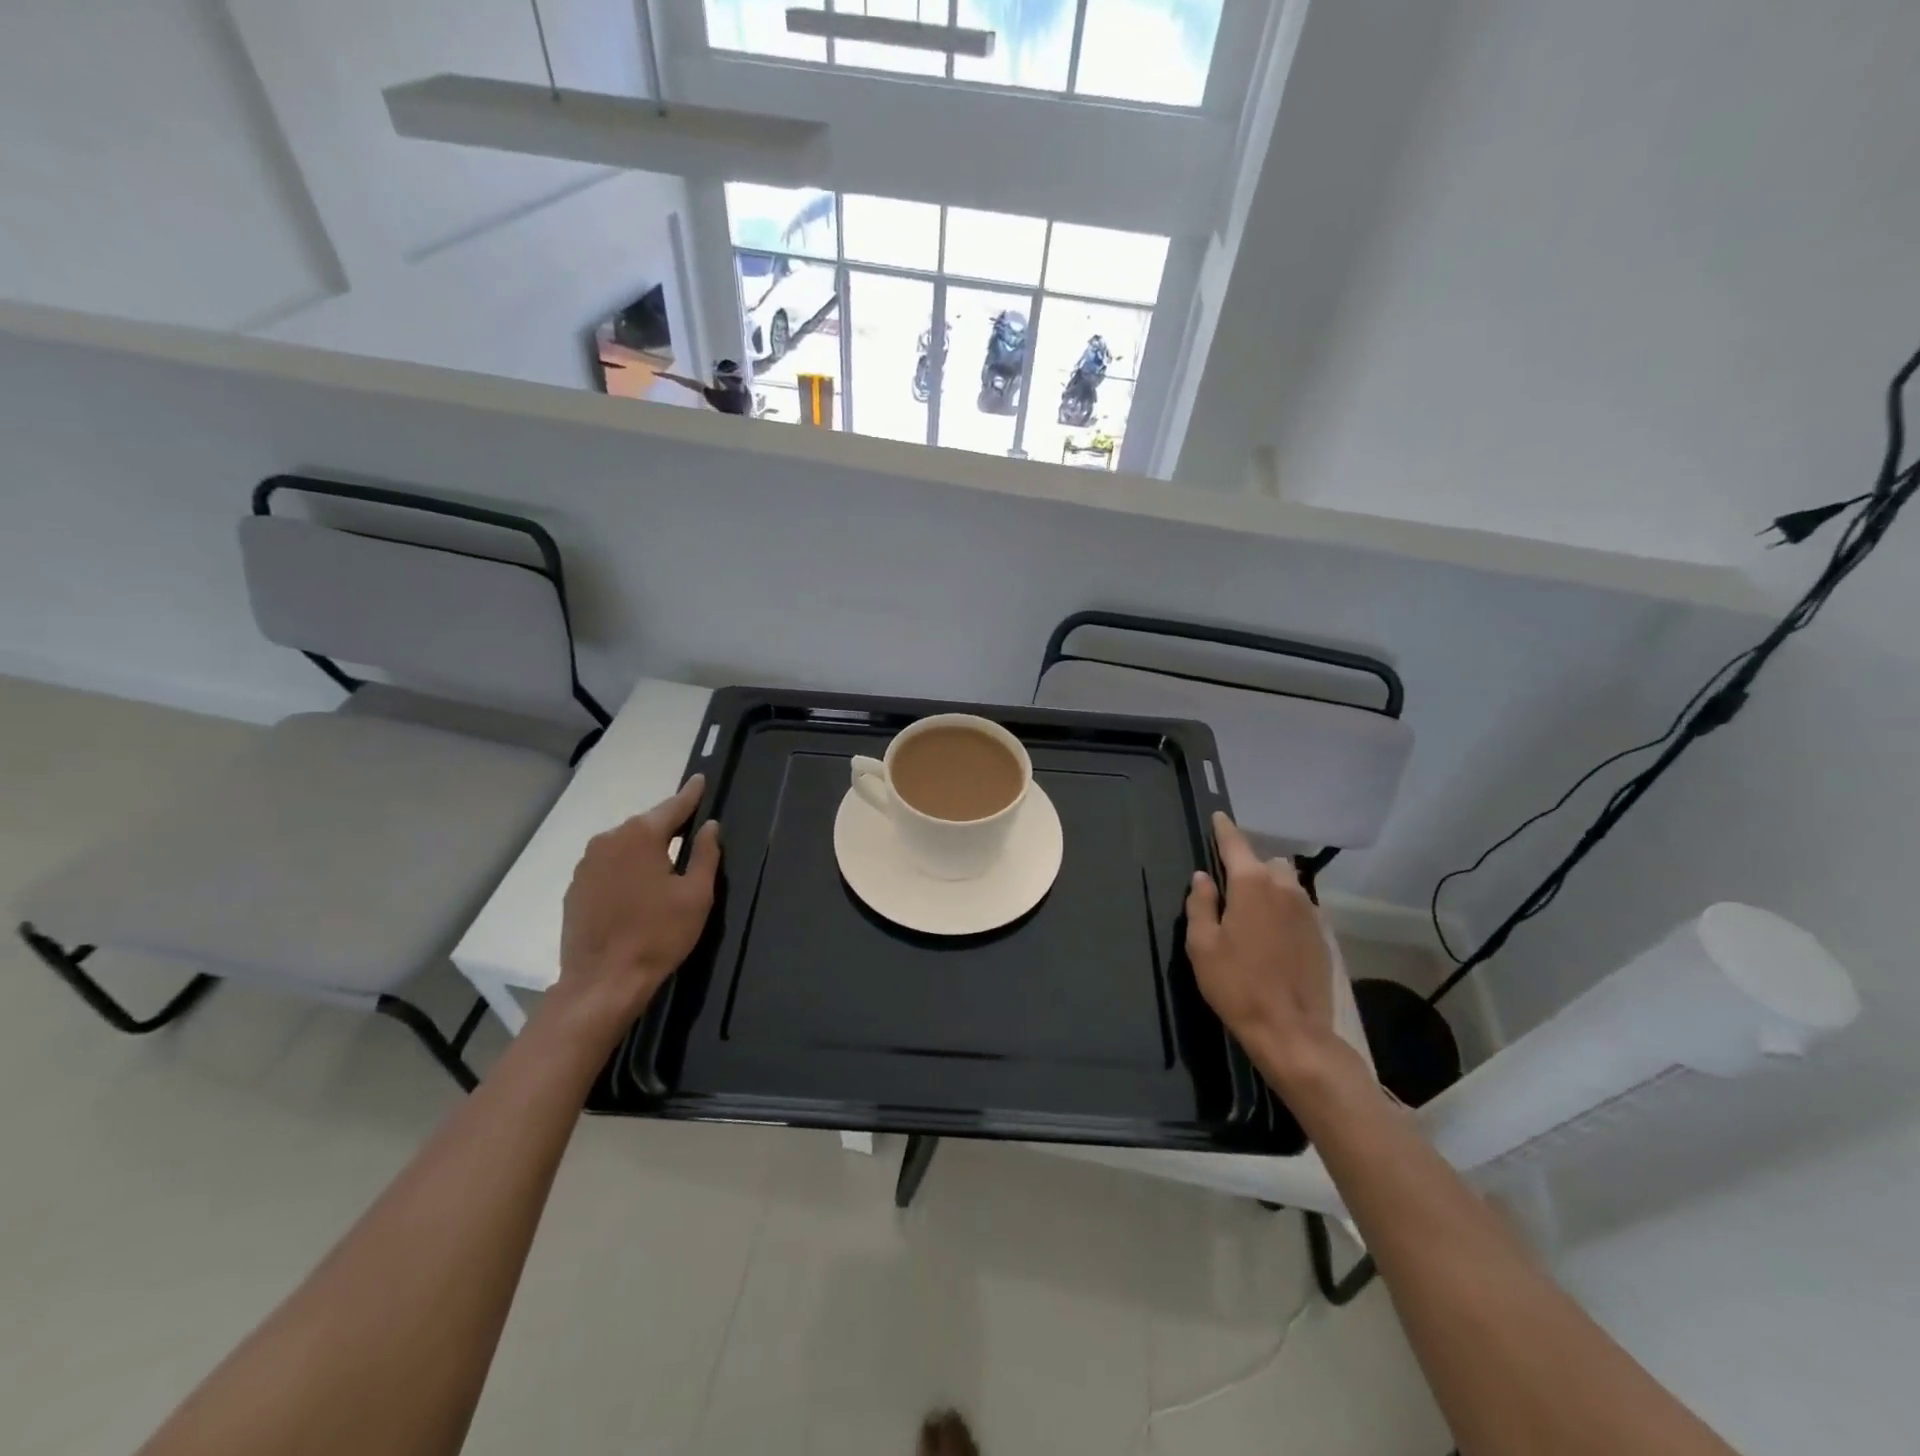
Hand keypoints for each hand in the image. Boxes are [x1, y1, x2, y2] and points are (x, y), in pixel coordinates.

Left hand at [555, 776, 720, 1038]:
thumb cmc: (658, 935)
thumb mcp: (696, 895)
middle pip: (647, 825)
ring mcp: (587, 864)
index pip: (673, 806)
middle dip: (669, 825)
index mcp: (641, 836)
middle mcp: (609, 840)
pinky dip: (626, 867)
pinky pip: (609, 865)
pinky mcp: (575, 887)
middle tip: (691, 830)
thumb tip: (709, 826)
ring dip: (646, 848)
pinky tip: (638, 887)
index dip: (691, 794)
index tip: (700, 779)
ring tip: (666, 862)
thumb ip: (705, 854)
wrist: (602, 982)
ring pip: (625, 845)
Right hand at [1185, 813, 1341, 1085]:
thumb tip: (1203, 878)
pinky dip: (1284, 909)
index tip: (1218, 817)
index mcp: (1251, 884)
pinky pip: (1299, 907)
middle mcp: (1285, 888)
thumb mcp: (1202, 945)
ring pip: (1287, 883)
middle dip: (1249, 866)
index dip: (1224, 829)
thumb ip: (1200, 904)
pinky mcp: (1321, 934)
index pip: (1235, 843)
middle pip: (1266, 862)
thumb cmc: (1236, 985)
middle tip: (1231, 887)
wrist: (1291, 1030)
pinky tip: (1272, 935)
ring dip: (1269, 887)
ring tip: (1253, 911)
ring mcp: (1308, 910)